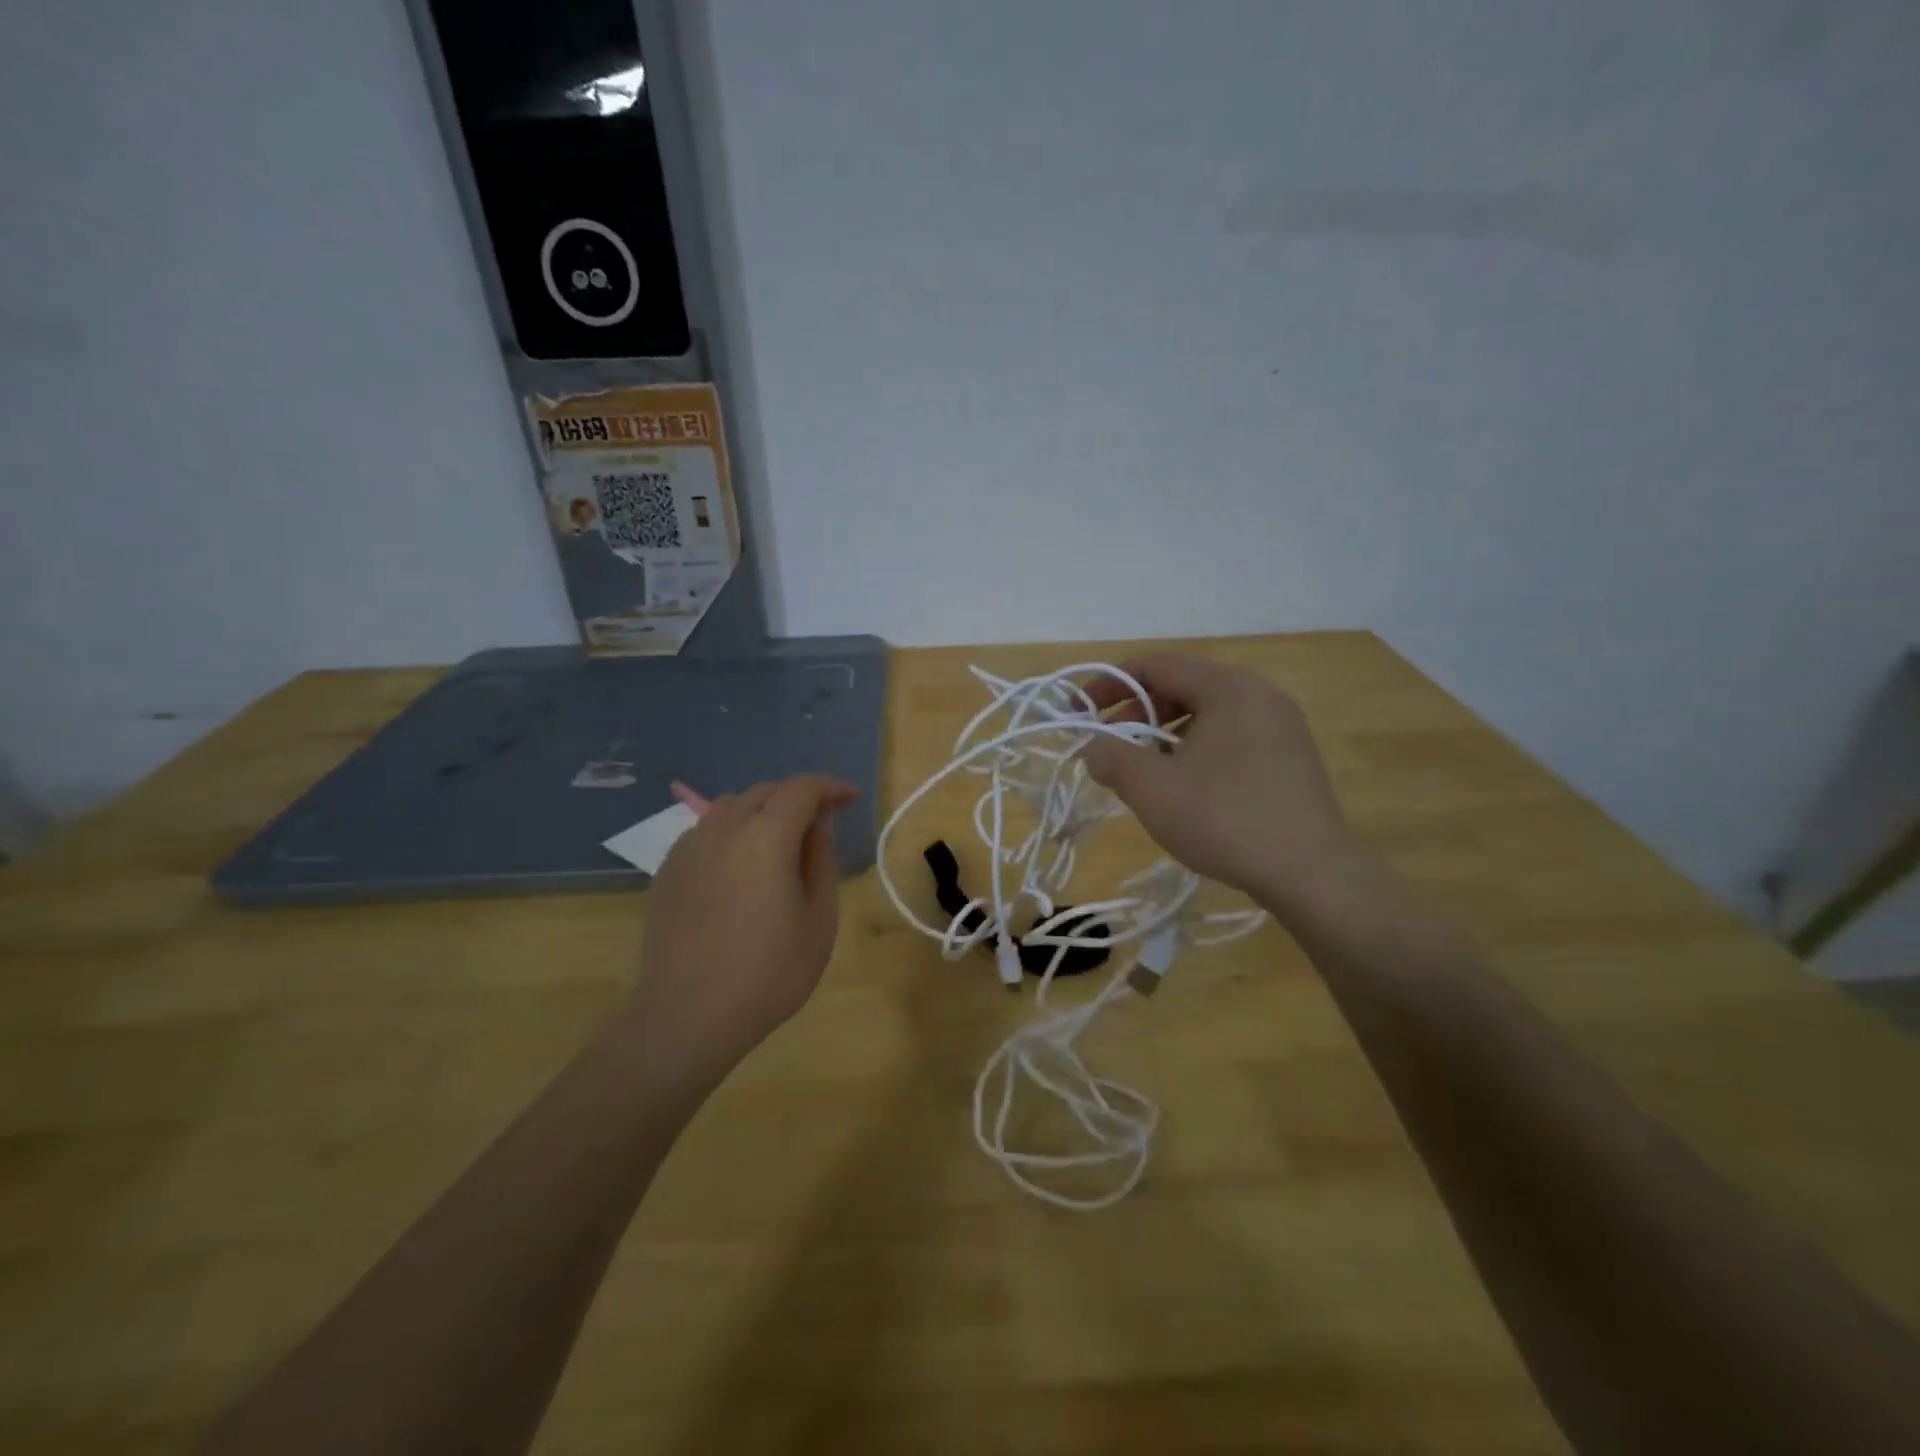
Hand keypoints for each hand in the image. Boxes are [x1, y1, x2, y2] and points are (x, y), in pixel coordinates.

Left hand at [623, 774, 857, 1084]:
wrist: (688, 1015)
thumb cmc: (768, 973)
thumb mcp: (819, 921)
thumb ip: (822, 862)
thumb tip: (818, 826)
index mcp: (765, 838)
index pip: (801, 789)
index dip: (830, 787)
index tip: (851, 799)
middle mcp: (722, 830)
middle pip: (764, 792)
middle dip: (797, 797)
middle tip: (821, 822)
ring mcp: (688, 849)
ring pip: (730, 807)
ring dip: (762, 811)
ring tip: (779, 842)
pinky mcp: (667, 871)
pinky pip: (705, 832)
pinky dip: (731, 833)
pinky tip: (739, 867)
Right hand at [1082, 655, 1360, 915]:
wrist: (1311, 874)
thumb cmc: (1224, 819)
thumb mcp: (1151, 788)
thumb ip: (1111, 757)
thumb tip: (1093, 747)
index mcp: (1228, 687)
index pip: (1156, 665)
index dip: (1109, 683)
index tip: (1079, 710)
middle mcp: (1259, 695)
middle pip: (1184, 685)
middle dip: (1138, 711)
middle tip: (1111, 744)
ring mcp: (1282, 726)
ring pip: (1208, 714)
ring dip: (1166, 734)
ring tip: (1145, 769)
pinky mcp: (1292, 758)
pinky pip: (1232, 737)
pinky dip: (1197, 749)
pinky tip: (1187, 786)